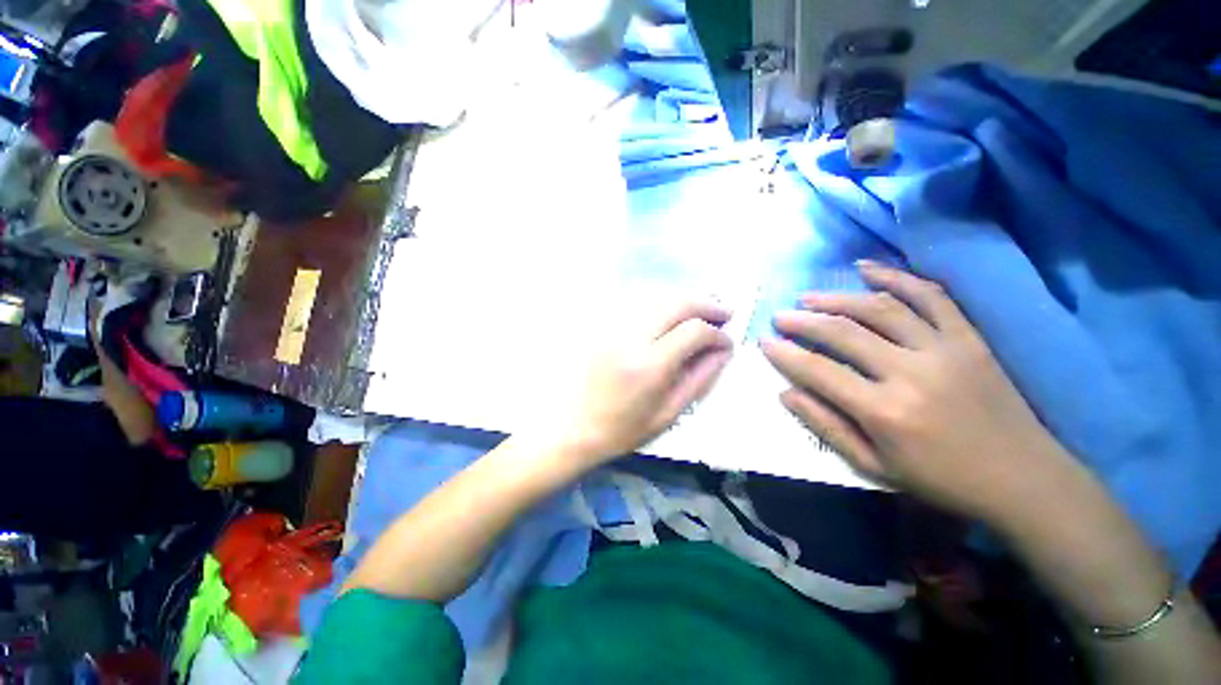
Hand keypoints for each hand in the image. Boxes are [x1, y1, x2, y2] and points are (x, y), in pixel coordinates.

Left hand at [554, 299, 733, 465]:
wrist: (572, 426)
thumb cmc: (622, 429)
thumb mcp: (669, 413)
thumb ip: (700, 378)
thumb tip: (723, 351)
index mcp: (649, 365)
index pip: (693, 332)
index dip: (716, 334)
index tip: (727, 342)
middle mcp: (631, 338)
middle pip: (676, 304)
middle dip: (706, 304)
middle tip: (724, 312)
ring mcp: (614, 328)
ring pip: (657, 299)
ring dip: (685, 300)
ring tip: (703, 310)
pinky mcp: (603, 326)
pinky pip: (638, 305)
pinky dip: (662, 304)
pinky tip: (671, 315)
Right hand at [762, 261, 1072, 522]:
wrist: (1022, 478)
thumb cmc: (940, 479)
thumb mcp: (873, 467)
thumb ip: (826, 426)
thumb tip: (787, 392)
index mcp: (885, 411)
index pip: (819, 371)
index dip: (785, 354)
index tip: (763, 341)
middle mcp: (911, 373)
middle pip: (845, 333)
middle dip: (804, 322)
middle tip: (780, 316)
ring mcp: (944, 349)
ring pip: (880, 308)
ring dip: (838, 298)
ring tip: (809, 297)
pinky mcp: (968, 338)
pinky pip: (931, 296)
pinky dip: (897, 277)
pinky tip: (866, 267)